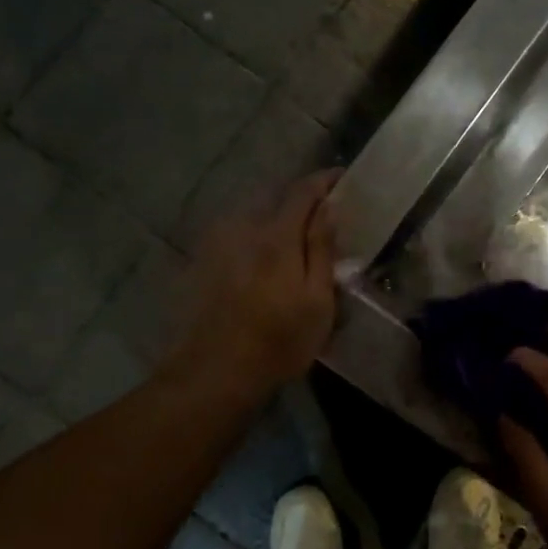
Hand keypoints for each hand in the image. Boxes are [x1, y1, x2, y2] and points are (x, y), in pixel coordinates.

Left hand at [172, 170, 340, 390]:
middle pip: (276, 199)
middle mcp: (245, 229)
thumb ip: (321, 249)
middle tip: (323, 212)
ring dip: (276, 217)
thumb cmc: (279, 340)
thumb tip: (329, 207)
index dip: (324, 181)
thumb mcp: (317, 299)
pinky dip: (256, 235)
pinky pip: (237, 234)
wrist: (215, 371)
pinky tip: (262, 258)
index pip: (303, 191)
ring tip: (294, 236)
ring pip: (254, 216)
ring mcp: (220, 245)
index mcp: (277, 236)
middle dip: (301, 199)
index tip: (342, 177)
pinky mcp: (205, 262)